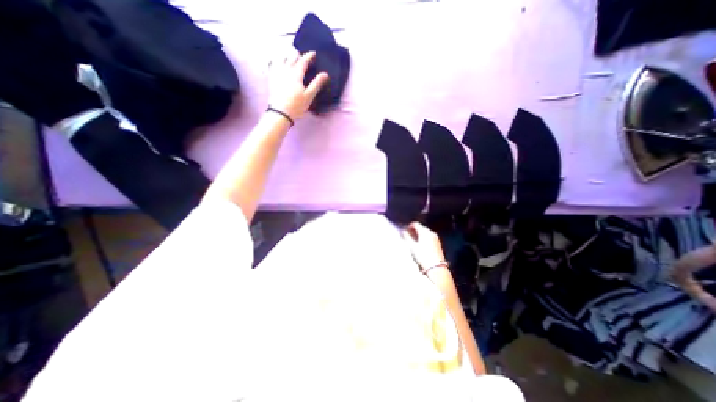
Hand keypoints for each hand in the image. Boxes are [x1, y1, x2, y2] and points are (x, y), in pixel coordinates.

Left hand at [268, 50, 329, 121]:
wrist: (280, 112)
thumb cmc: (297, 105)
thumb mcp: (309, 96)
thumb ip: (316, 84)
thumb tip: (325, 74)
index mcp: (296, 74)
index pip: (303, 61)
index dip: (309, 56)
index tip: (313, 53)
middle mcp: (286, 70)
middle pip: (291, 57)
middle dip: (298, 55)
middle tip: (303, 57)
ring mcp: (277, 73)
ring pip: (281, 58)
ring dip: (287, 55)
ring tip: (290, 57)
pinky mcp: (272, 78)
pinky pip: (272, 64)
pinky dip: (276, 60)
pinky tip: (276, 61)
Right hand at [401, 221, 445, 274]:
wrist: (436, 267)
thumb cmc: (423, 256)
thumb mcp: (412, 247)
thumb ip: (407, 238)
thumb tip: (403, 232)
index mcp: (424, 232)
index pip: (416, 224)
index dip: (410, 225)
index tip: (406, 229)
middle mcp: (431, 233)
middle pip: (421, 227)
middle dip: (415, 229)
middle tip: (409, 234)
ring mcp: (435, 237)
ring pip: (426, 232)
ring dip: (420, 233)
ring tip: (414, 239)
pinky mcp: (438, 243)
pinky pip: (430, 236)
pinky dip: (424, 237)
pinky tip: (421, 243)